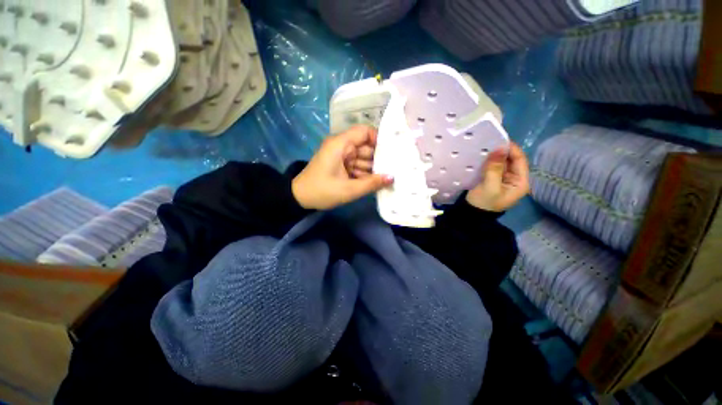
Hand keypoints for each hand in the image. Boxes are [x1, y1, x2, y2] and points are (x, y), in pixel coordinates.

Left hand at [292, 126, 393, 209]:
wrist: (300, 198)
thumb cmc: (322, 191)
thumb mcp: (349, 189)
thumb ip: (372, 183)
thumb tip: (392, 178)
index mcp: (341, 144)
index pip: (365, 132)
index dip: (379, 140)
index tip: (391, 154)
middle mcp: (342, 146)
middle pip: (366, 147)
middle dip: (379, 160)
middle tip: (394, 170)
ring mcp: (341, 156)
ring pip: (364, 158)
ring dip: (373, 169)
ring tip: (387, 179)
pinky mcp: (341, 164)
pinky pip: (357, 166)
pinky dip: (365, 174)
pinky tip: (375, 183)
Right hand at [466, 142, 529, 211]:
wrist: (471, 215)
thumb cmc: (483, 202)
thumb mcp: (489, 186)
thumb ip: (495, 168)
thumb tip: (499, 149)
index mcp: (520, 182)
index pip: (520, 160)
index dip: (512, 149)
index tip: (499, 140)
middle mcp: (515, 179)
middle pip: (512, 161)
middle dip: (502, 152)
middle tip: (490, 142)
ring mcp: (504, 180)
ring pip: (503, 163)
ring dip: (495, 156)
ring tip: (485, 147)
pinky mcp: (494, 180)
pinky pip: (495, 167)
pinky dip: (490, 161)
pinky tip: (482, 157)